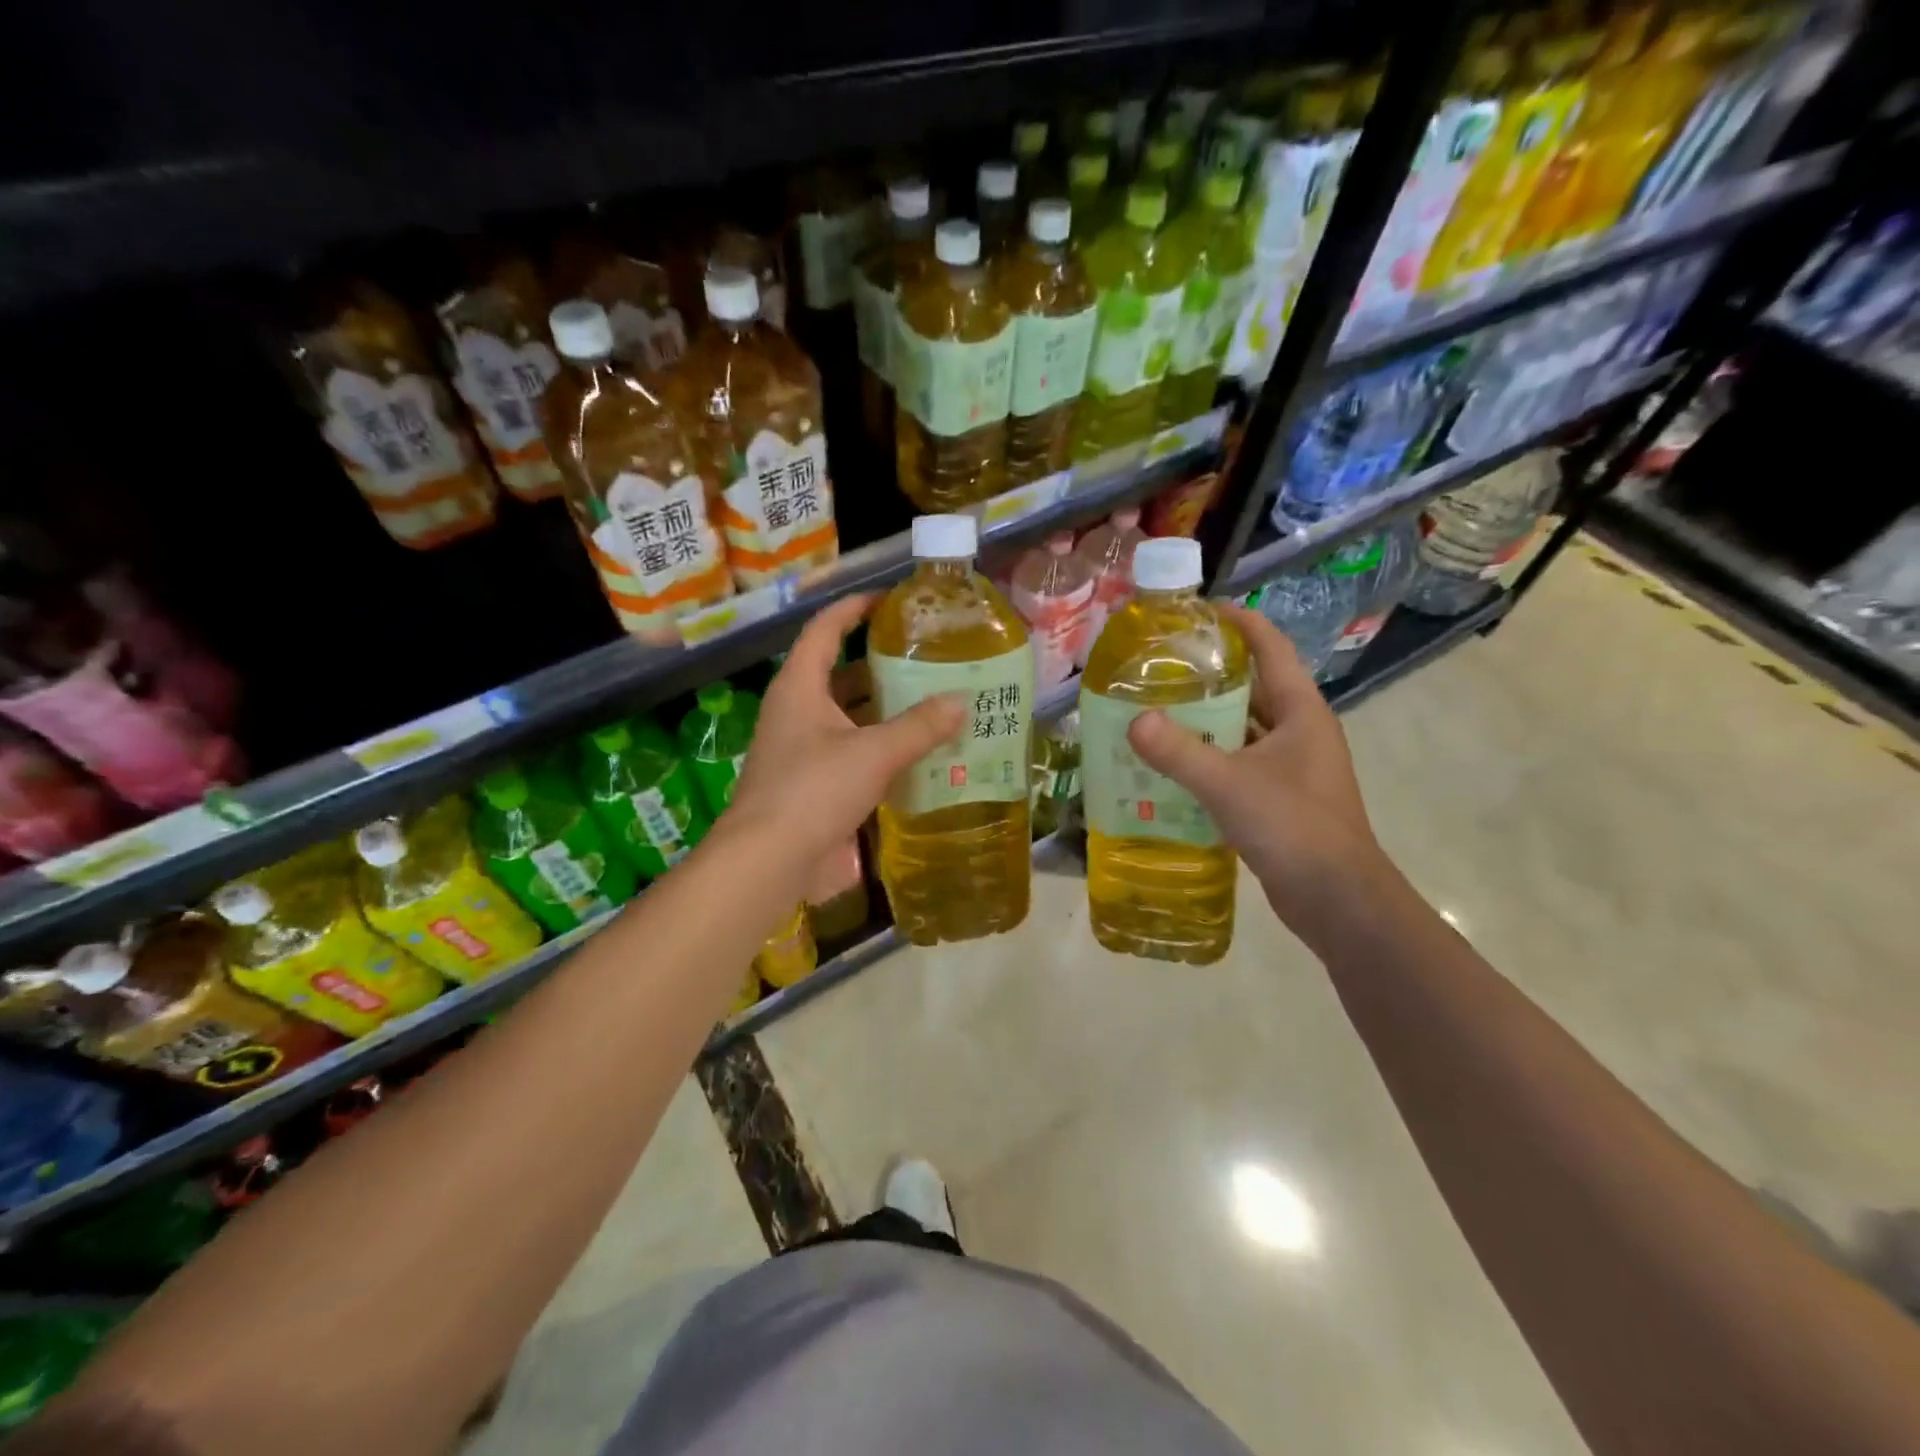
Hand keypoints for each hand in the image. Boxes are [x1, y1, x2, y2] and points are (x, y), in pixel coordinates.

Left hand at [724, 594, 964, 865]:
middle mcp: (796, 711)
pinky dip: (878, 747)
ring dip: (883, 710)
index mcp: (800, 687)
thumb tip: (960, 702)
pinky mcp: (809, 782)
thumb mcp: (873, 753)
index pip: (825, 629)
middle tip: (926, 659)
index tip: (889, 600)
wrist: (767, 861)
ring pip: (846, 716)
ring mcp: (800, 749)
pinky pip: (848, 751)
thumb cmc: (813, 791)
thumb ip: (919, 727)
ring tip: (930, 703)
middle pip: (839, 674)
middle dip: (880, 665)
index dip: (854, 608)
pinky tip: (913, 754)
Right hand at [1127, 603, 1388, 928]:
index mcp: (1300, 712)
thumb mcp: (1229, 785)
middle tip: (1158, 667)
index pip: (1271, 648)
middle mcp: (1299, 732)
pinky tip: (1170, 767)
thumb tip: (1134, 720)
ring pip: (1242, 730)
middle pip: (1252, 688)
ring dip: (1204, 721)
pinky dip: (1207, 760)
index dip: (1239, 623)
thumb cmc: (1294, 828)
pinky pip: (1237, 765)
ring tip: (1154, 712)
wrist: (1338, 900)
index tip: (1197, 610)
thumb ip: (1179, 752)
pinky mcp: (1279, 799)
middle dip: (1209, 675)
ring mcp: (1290, 768)